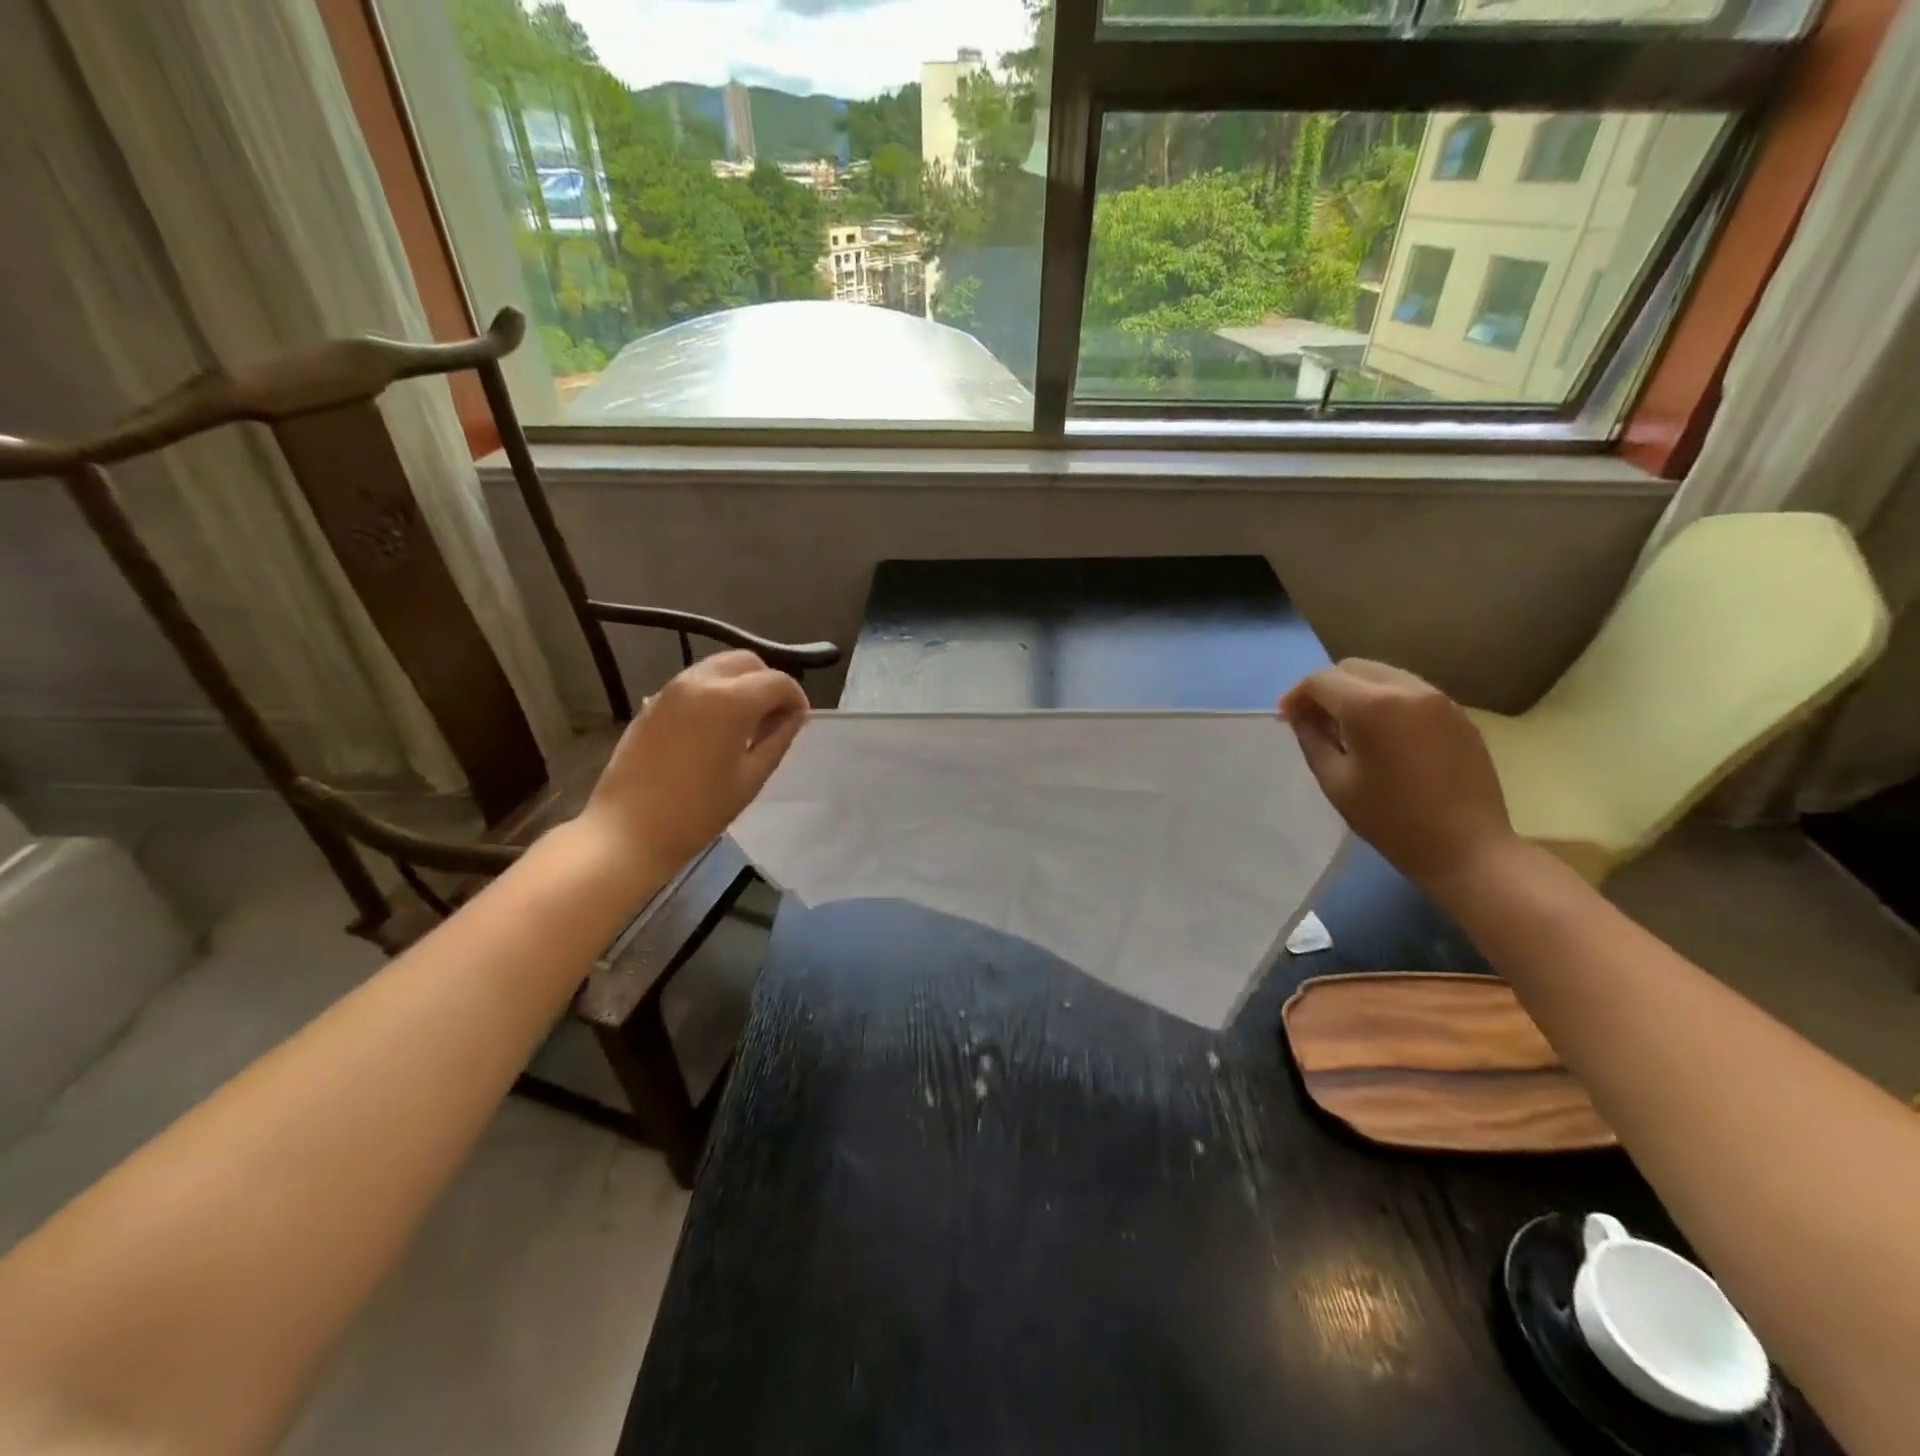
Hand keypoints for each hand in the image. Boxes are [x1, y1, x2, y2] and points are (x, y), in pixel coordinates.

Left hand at [579, 651, 808, 876]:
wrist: (629, 830)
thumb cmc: (699, 810)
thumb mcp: (751, 777)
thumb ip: (778, 738)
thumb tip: (793, 716)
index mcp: (731, 700)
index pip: (778, 681)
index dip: (795, 699)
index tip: (797, 723)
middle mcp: (701, 682)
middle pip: (747, 662)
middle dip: (768, 684)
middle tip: (773, 719)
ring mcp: (672, 689)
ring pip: (719, 667)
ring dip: (741, 685)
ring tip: (746, 724)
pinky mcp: (654, 702)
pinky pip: (696, 683)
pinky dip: (715, 693)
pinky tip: (715, 730)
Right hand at [1280, 659, 1518, 893]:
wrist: (1468, 848)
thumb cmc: (1391, 820)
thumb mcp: (1335, 781)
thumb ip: (1312, 738)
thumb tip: (1299, 713)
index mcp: (1371, 706)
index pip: (1321, 680)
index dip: (1296, 695)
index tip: (1285, 718)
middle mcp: (1407, 689)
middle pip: (1353, 667)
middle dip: (1327, 688)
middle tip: (1315, 722)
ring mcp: (1439, 699)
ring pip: (1384, 675)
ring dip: (1358, 692)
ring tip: (1349, 729)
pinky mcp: (1458, 714)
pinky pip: (1411, 692)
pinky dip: (1387, 701)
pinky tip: (1384, 736)